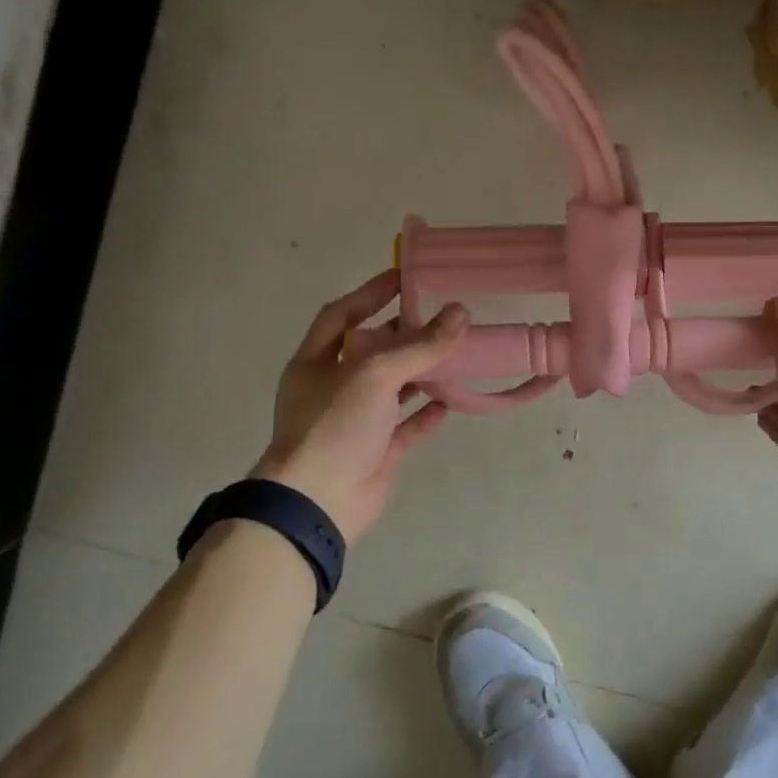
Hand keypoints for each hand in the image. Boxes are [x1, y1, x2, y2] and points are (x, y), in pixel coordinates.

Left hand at [253, 269, 467, 541]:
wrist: (319, 502)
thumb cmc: (335, 425)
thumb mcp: (375, 374)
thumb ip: (420, 345)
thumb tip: (461, 313)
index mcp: (317, 361)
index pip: (343, 314)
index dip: (371, 293)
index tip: (406, 276)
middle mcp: (333, 387)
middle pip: (372, 350)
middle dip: (404, 333)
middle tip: (442, 315)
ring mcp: (355, 421)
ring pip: (392, 388)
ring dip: (420, 372)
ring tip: (455, 352)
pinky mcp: (376, 451)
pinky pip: (405, 427)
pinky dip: (426, 413)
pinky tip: (450, 402)